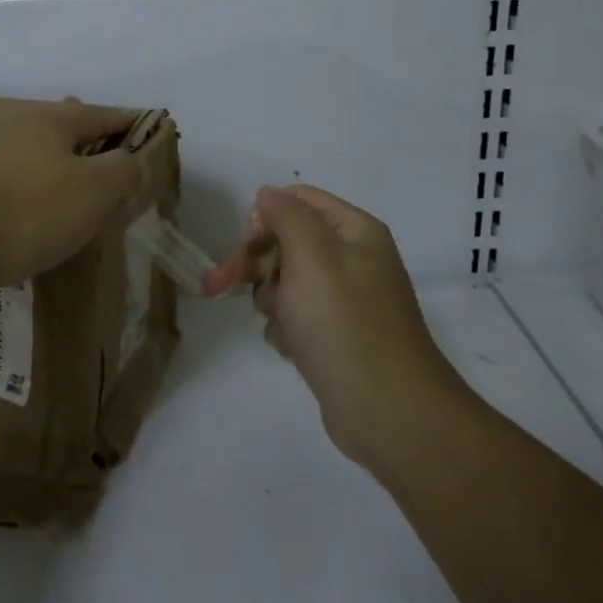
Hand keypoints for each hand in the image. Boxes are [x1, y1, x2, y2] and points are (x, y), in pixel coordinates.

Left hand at [0, 99, 148, 290]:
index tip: (139, 128)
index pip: (99, 115)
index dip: (124, 122)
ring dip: (20, 156)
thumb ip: (120, 172)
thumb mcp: (91, 196)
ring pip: (2, 143)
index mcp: (49, 125)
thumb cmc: (22, 216)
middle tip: (82, 146)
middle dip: (70, 133)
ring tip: (28, 179)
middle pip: (48, 122)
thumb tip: (130, 159)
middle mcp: (4, 124)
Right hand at [205, 184, 460, 471]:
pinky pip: (294, 317)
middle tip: (217, 285)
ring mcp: (343, 300)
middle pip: (285, 242)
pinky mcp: (333, 336)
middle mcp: (351, 259)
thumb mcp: (311, 254)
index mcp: (354, 231)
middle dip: (254, 264)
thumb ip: (286, 215)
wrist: (385, 407)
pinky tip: (293, 348)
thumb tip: (268, 195)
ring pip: (284, 282)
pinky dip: (286, 329)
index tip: (246, 245)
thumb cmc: (343, 322)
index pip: (298, 200)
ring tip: (283, 325)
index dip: (265, 217)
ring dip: (271, 300)